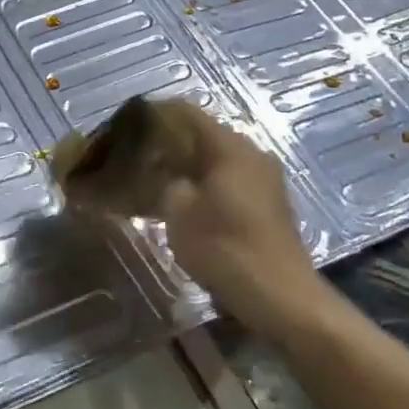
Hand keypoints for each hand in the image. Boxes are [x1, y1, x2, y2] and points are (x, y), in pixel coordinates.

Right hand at [155, 110, 328, 341]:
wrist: (281, 297)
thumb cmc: (225, 248)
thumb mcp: (178, 213)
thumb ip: (163, 181)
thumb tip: (157, 171)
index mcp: (229, 146)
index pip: (186, 112)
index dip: (154, 114)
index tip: (126, 127)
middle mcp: (251, 152)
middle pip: (203, 133)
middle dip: (168, 142)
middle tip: (136, 157)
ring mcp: (264, 177)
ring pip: (217, 157)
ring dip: (186, 164)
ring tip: (155, 178)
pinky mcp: (269, 201)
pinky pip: (230, 177)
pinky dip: (204, 181)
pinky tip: (184, 199)